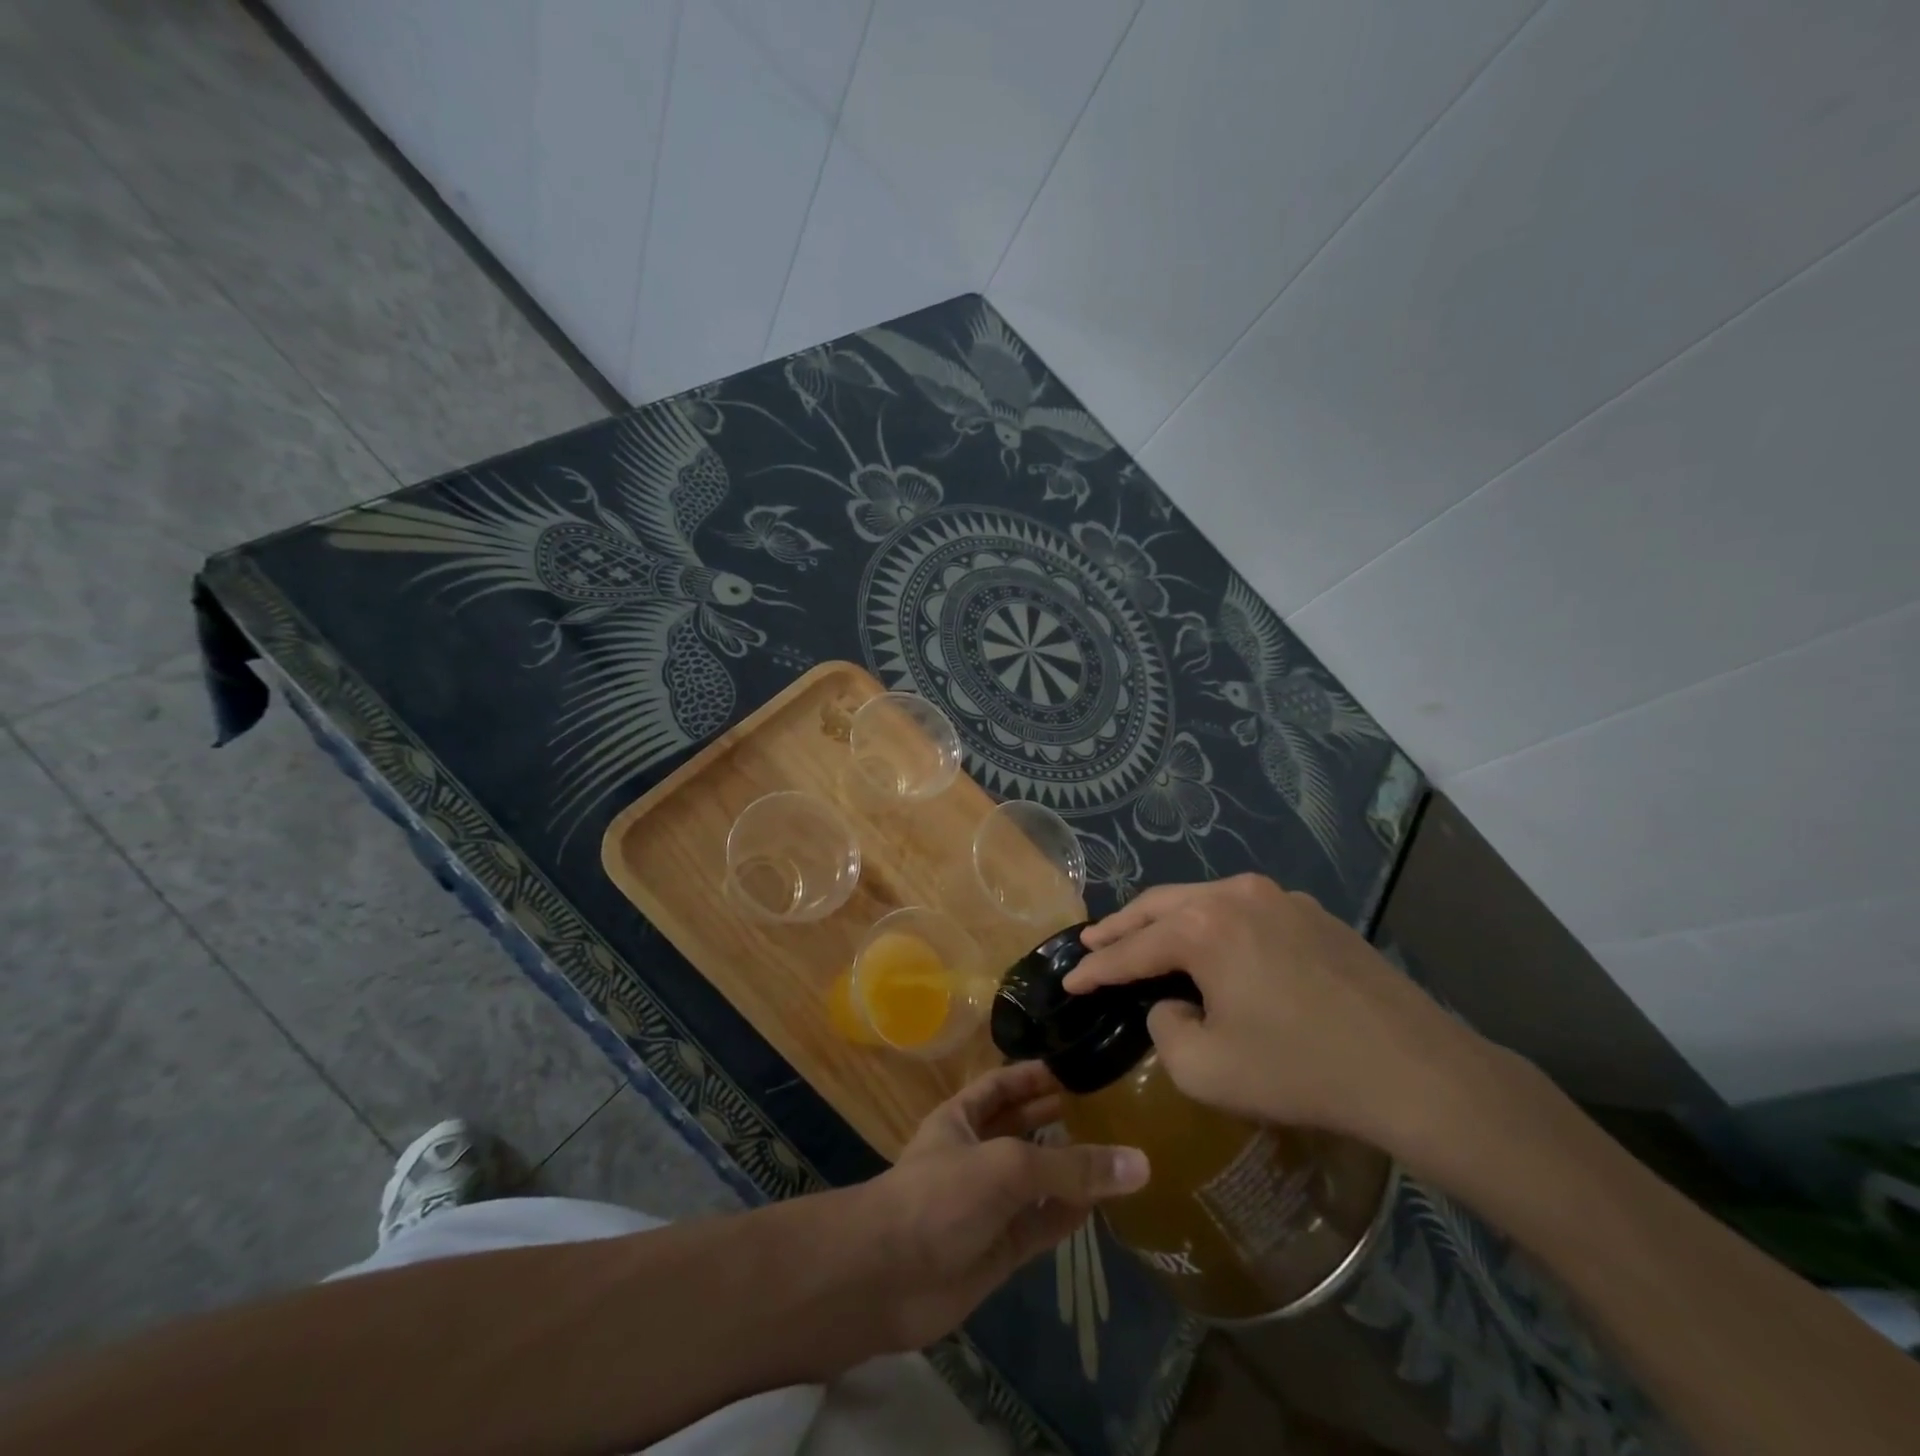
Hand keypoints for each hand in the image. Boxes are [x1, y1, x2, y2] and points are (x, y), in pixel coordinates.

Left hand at [850, 1061, 1148, 1351]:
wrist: (887, 1278)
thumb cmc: (939, 1195)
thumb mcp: (1006, 1166)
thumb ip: (1071, 1166)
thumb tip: (1139, 1162)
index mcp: (961, 1118)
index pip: (1001, 1085)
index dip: (1032, 1075)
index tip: (1074, 1066)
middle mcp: (974, 1154)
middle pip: (1020, 1129)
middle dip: (1054, 1118)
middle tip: (1105, 1106)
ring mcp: (986, 1204)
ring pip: (1035, 1180)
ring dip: (1068, 1169)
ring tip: (1114, 1151)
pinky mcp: (998, 1250)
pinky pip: (1040, 1227)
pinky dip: (1067, 1216)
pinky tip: (1099, 1205)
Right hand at [1066, 875, 1505, 1157]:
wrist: (1416, 1071)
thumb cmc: (1300, 1070)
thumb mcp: (1206, 1068)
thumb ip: (1166, 1029)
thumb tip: (1172, 1003)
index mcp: (1203, 927)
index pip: (1132, 947)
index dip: (1096, 968)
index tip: (1069, 980)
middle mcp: (1235, 895)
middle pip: (1160, 906)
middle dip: (1121, 926)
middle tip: (1092, 943)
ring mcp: (1278, 897)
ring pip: (1201, 900)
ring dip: (1166, 921)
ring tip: (1142, 938)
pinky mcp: (1311, 913)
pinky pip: (1242, 911)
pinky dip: (1211, 925)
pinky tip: (1211, 946)